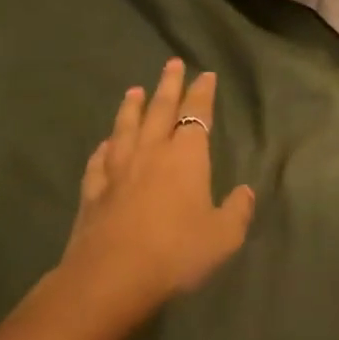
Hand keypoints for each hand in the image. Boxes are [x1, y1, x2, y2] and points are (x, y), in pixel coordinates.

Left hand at [55, 59, 256, 323]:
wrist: (112, 276)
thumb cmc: (176, 252)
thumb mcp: (223, 237)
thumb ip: (237, 211)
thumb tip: (245, 192)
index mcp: (185, 157)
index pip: (196, 114)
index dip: (202, 94)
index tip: (205, 75)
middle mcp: (150, 153)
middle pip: (159, 110)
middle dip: (168, 85)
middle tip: (172, 64)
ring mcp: (118, 170)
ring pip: (125, 128)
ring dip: (131, 107)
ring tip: (134, 90)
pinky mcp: (93, 190)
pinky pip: (99, 161)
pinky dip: (103, 148)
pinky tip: (103, 145)